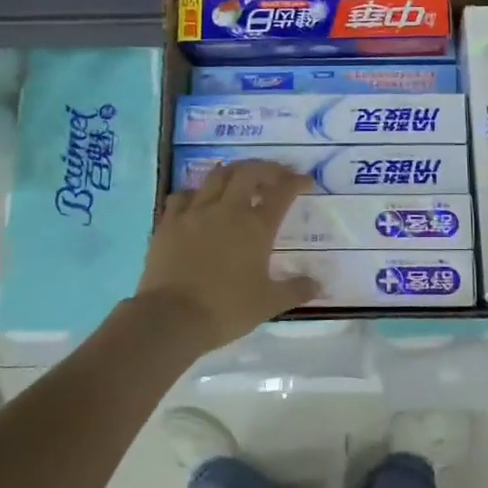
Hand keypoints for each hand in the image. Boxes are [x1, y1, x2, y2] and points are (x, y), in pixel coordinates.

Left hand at [135, 161, 320, 353]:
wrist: (171, 318)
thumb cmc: (226, 309)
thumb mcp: (268, 304)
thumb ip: (295, 290)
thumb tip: (318, 285)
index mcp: (256, 227)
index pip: (282, 193)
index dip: (296, 182)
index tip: (305, 181)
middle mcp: (227, 211)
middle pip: (248, 173)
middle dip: (265, 169)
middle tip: (274, 176)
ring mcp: (195, 213)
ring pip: (216, 176)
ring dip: (232, 173)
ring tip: (239, 180)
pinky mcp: (169, 222)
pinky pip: (182, 195)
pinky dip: (195, 193)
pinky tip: (198, 202)